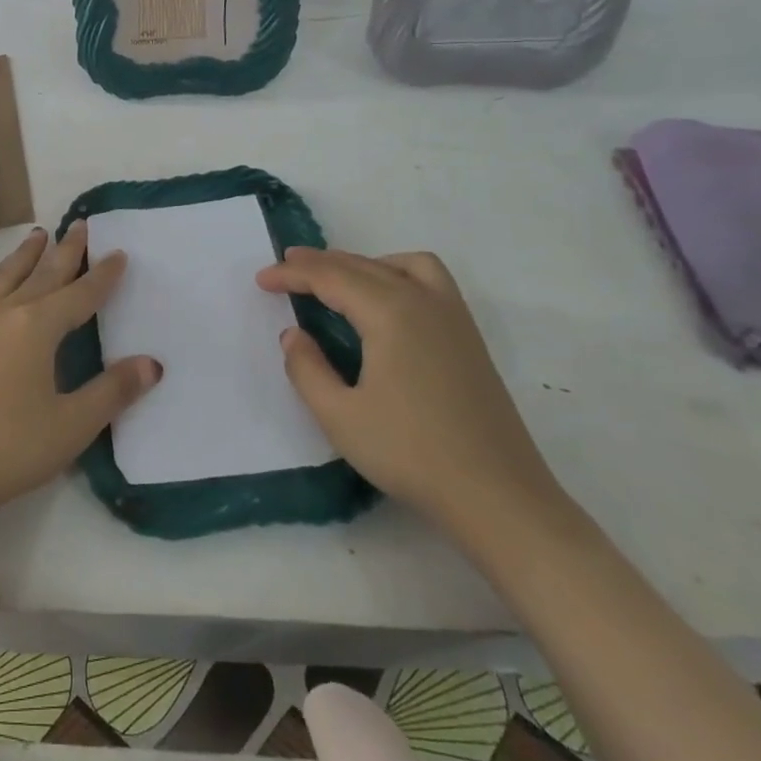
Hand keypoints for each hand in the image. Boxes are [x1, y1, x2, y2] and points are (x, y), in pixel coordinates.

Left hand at [0, 221, 161, 536]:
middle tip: (82, 225)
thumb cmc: (10, 449)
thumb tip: (153, 363)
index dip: (102, 276)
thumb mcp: (72, 425)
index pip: (79, 294)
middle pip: (42, 273)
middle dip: (65, 250)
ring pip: (6, 273)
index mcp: (36, 327)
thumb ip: (113, 391)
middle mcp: (4, 311)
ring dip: (26, 253)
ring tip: (39, 234)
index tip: (119, 253)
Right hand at [256, 248, 558, 531]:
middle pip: (363, 265)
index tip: (261, 280)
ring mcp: (453, 317)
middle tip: (284, 267)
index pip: (331, 278)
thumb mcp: (340, 416)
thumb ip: (306, 369)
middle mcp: (423, 301)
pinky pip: (429, 280)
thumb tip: (293, 334)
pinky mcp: (469, 338)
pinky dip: (396, 272)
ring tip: (335, 278)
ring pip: (401, 264)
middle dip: (319, 263)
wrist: (498, 497)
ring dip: (362, 262)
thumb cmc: (411, 454)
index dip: (292, 274)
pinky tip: (385, 301)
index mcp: (390, 313)